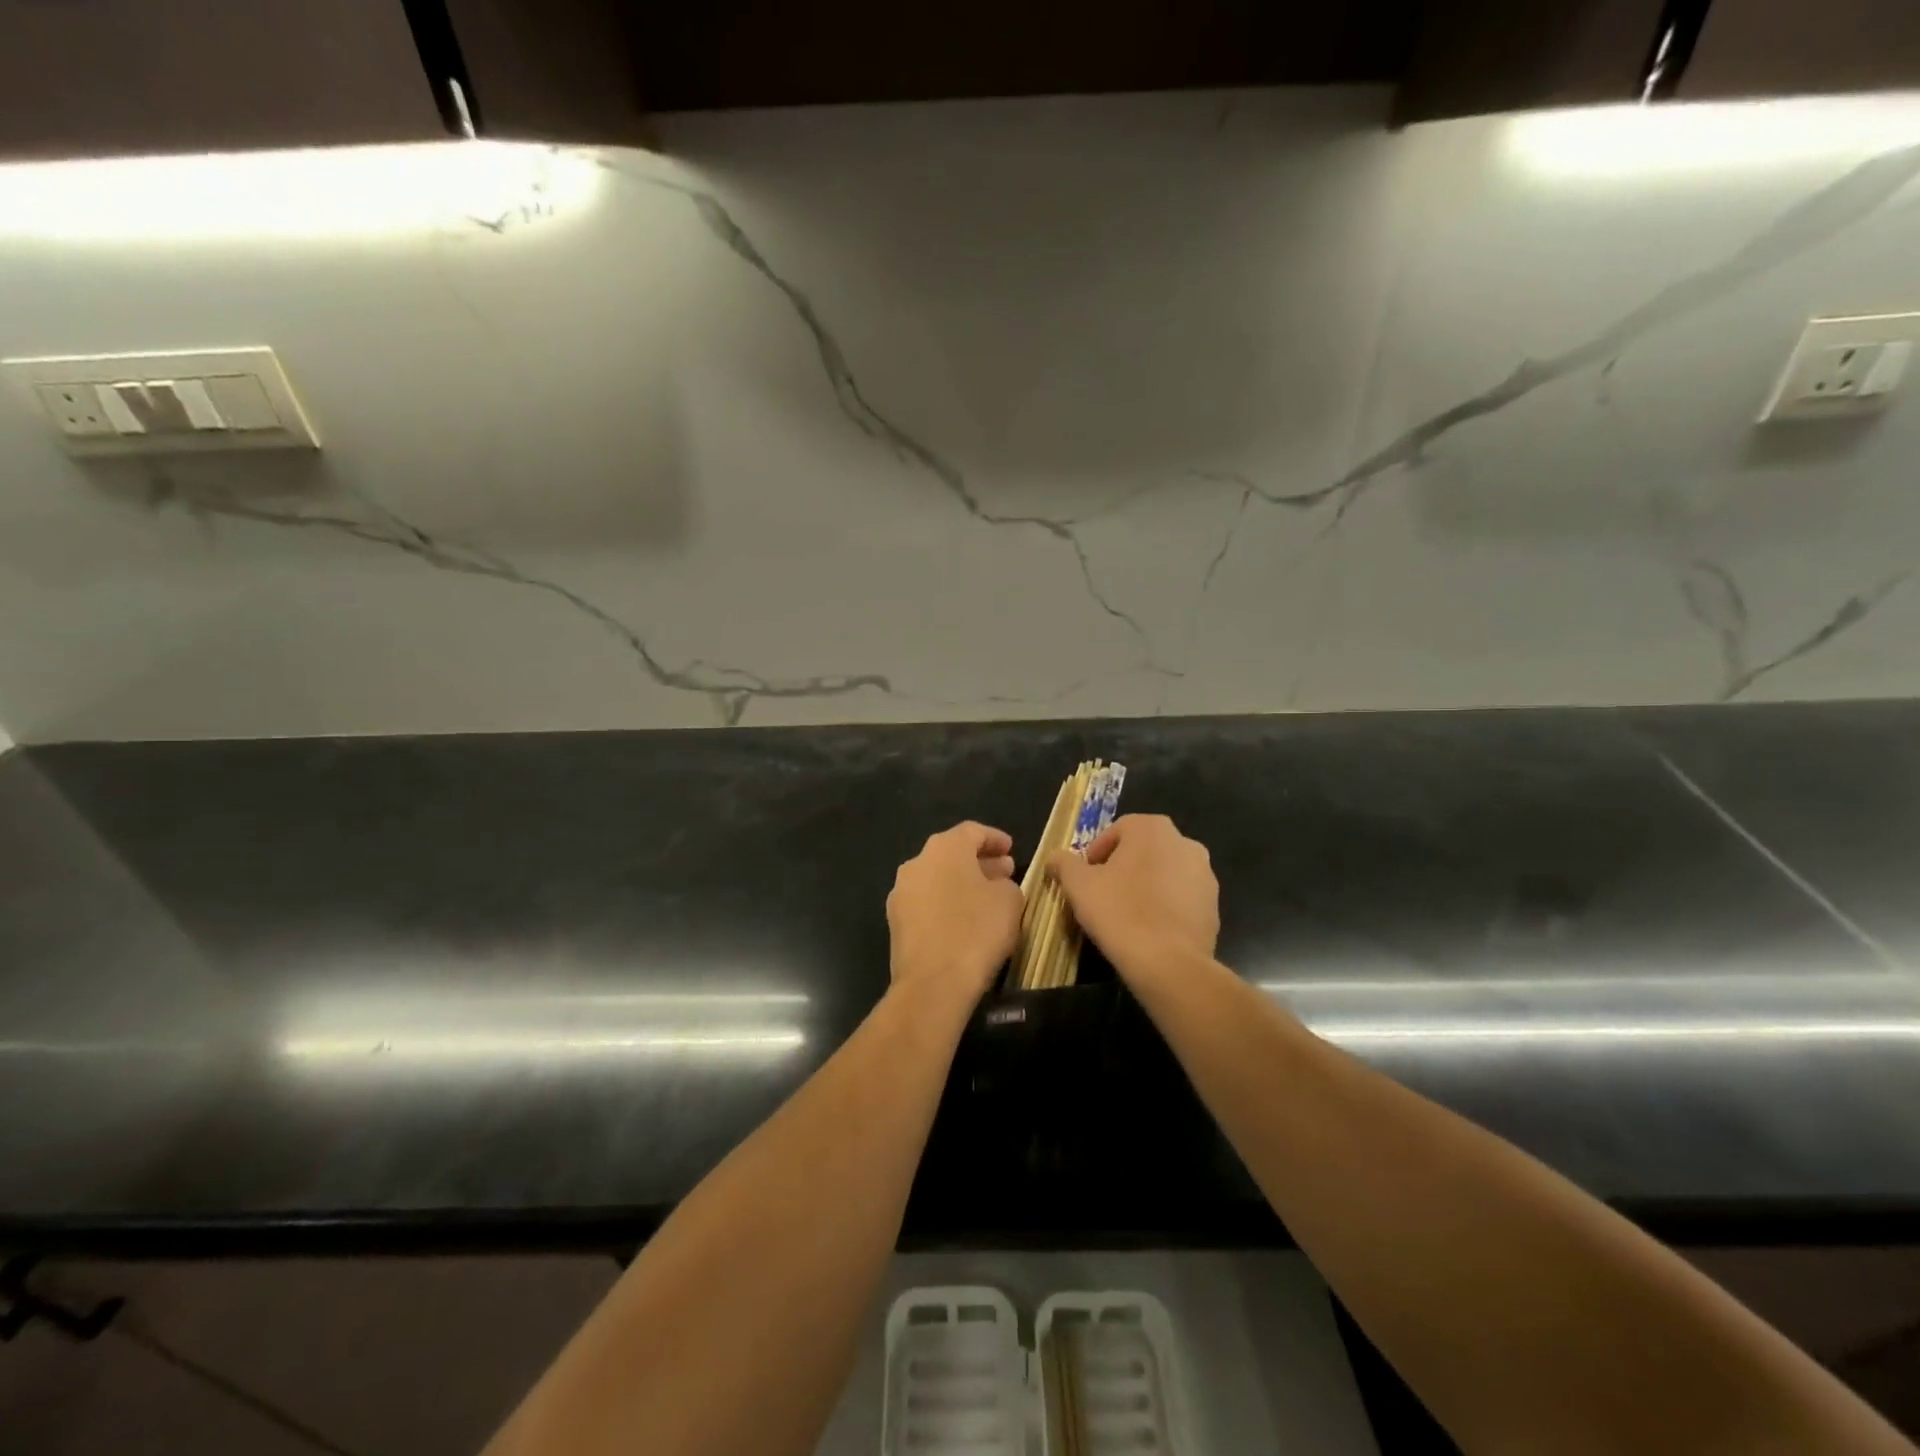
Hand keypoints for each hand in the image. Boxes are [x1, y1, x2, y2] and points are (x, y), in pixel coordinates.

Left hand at [886, 822, 1024, 1008]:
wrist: (933, 983)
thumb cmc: (977, 931)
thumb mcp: (1009, 900)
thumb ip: (1006, 883)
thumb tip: (996, 885)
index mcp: (944, 848)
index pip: (972, 831)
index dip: (994, 839)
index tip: (1011, 849)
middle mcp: (917, 862)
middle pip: (952, 854)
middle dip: (979, 862)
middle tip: (1004, 873)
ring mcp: (901, 893)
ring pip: (937, 878)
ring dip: (962, 884)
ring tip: (986, 898)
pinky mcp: (896, 922)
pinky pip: (927, 903)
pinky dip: (946, 904)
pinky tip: (965, 921)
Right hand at [1049, 814, 1219, 981]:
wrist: (1169, 963)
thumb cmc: (1119, 912)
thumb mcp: (1078, 885)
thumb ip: (1064, 864)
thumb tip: (1055, 857)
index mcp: (1152, 829)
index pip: (1117, 831)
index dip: (1096, 853)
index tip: (1085, 879)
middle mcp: (1185, 843)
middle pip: (1143, 850)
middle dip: (1122, 868)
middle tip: (1102, 895)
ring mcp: (1205, 875)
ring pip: (1165, 874)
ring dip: (1146, 887)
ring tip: (1126, 915)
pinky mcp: (1214, 906)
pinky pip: (1181, 899)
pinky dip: (1165, 907)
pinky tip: (1149, 930)